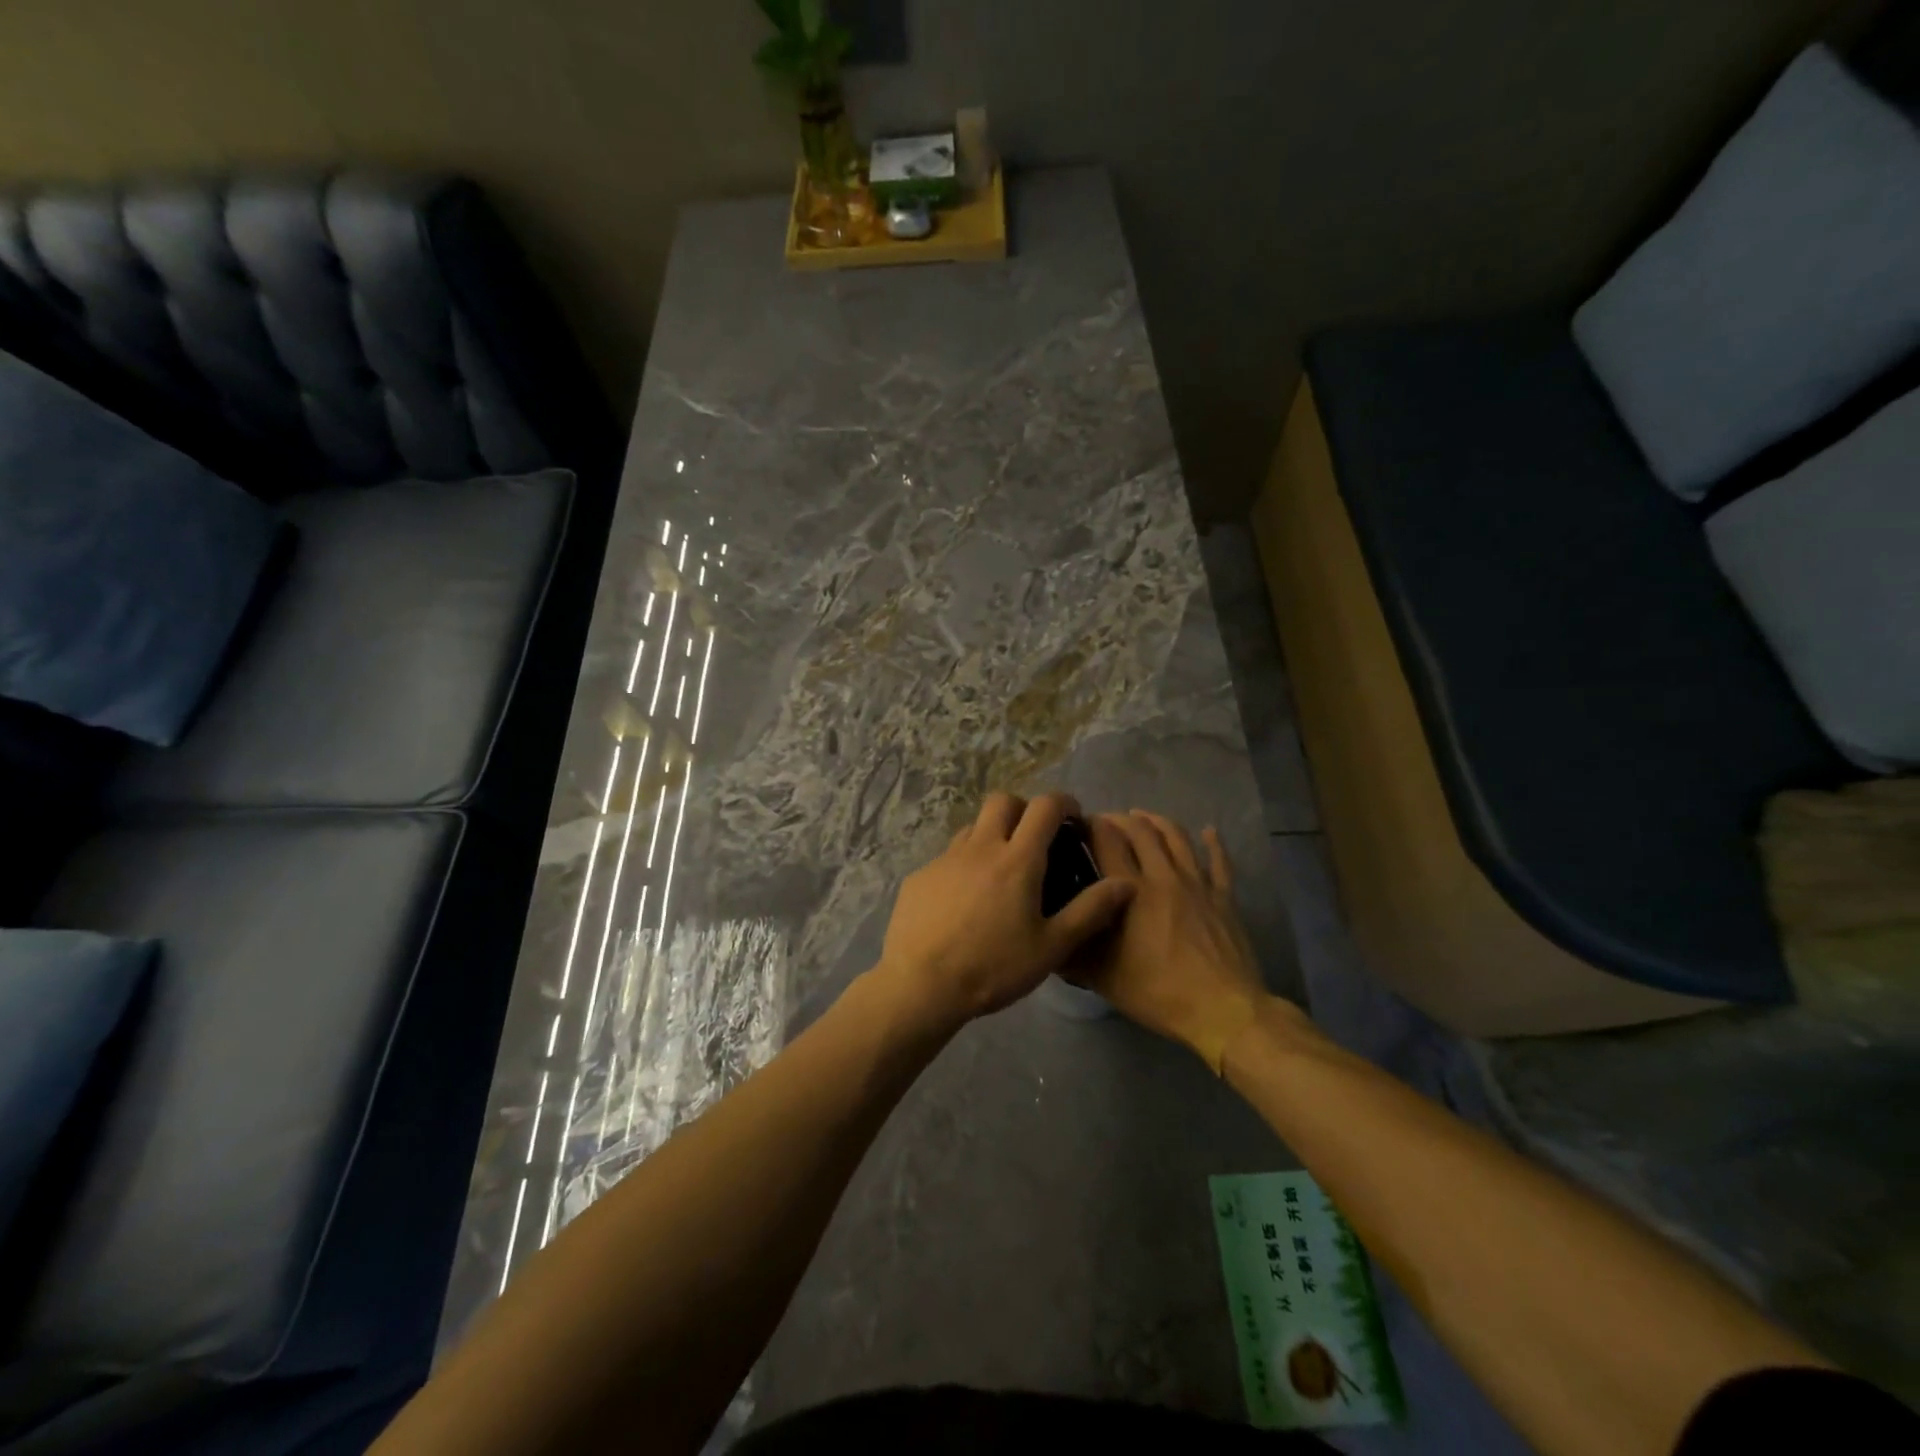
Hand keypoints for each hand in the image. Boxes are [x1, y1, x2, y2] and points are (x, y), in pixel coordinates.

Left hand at [877, 792, 1134, 1024]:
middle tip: (1035, 838)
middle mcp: (980, 847)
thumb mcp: (1051, 946)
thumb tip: (1125, 883)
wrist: (921, 985)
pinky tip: (964, 902)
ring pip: (973, 827)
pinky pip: (948, 857)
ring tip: (1000, 871)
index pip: (1044, 807)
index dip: (1063, 802)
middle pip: (1003, 801)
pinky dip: (964, 865)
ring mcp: (945, 859)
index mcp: (1018, 860)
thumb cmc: (993, 967)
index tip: (1073, 816)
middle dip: (1023, 809)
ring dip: (992, 835)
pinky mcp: (920, 876)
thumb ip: (1090, 911)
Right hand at [1068, 811, 1269, 1072]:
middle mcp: (1163, 876)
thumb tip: (1047, 935)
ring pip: (1177, 838)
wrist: (1221, 1010)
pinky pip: (1219, 862)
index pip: (1107, 840)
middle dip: (1118, 818)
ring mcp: (1197, 884)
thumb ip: (1072, 951)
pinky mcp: (1223, 898)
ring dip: (1156, 821)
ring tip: (1141, 816)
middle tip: (1104, 821)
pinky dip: (1213, 843)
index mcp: (1131, 891)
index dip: (1090, 824)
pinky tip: (1209, 831)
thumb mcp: (1101, 977)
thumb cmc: (1157, 992)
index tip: (1076, 824)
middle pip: (1140, 830)